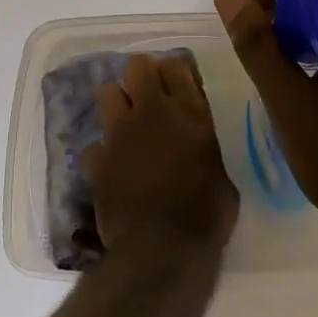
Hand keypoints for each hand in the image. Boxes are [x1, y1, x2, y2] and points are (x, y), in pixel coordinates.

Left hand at [81, 53, 238, 263]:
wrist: (161, 251)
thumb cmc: (206, 216)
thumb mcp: (223, 174)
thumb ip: (206, 147)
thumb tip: (199, 145)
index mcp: (190, 112)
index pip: (176, 65)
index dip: (176, 72)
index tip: (180, 85)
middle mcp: (151, 113)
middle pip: (137, 66)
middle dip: (143, 76)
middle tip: (152, 97)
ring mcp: (119, 134)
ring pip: (107, 91)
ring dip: (118, 104)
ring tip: (128, 125)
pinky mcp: (96, 161)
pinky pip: (94, 145)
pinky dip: (103, 155)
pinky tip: (113, 169)